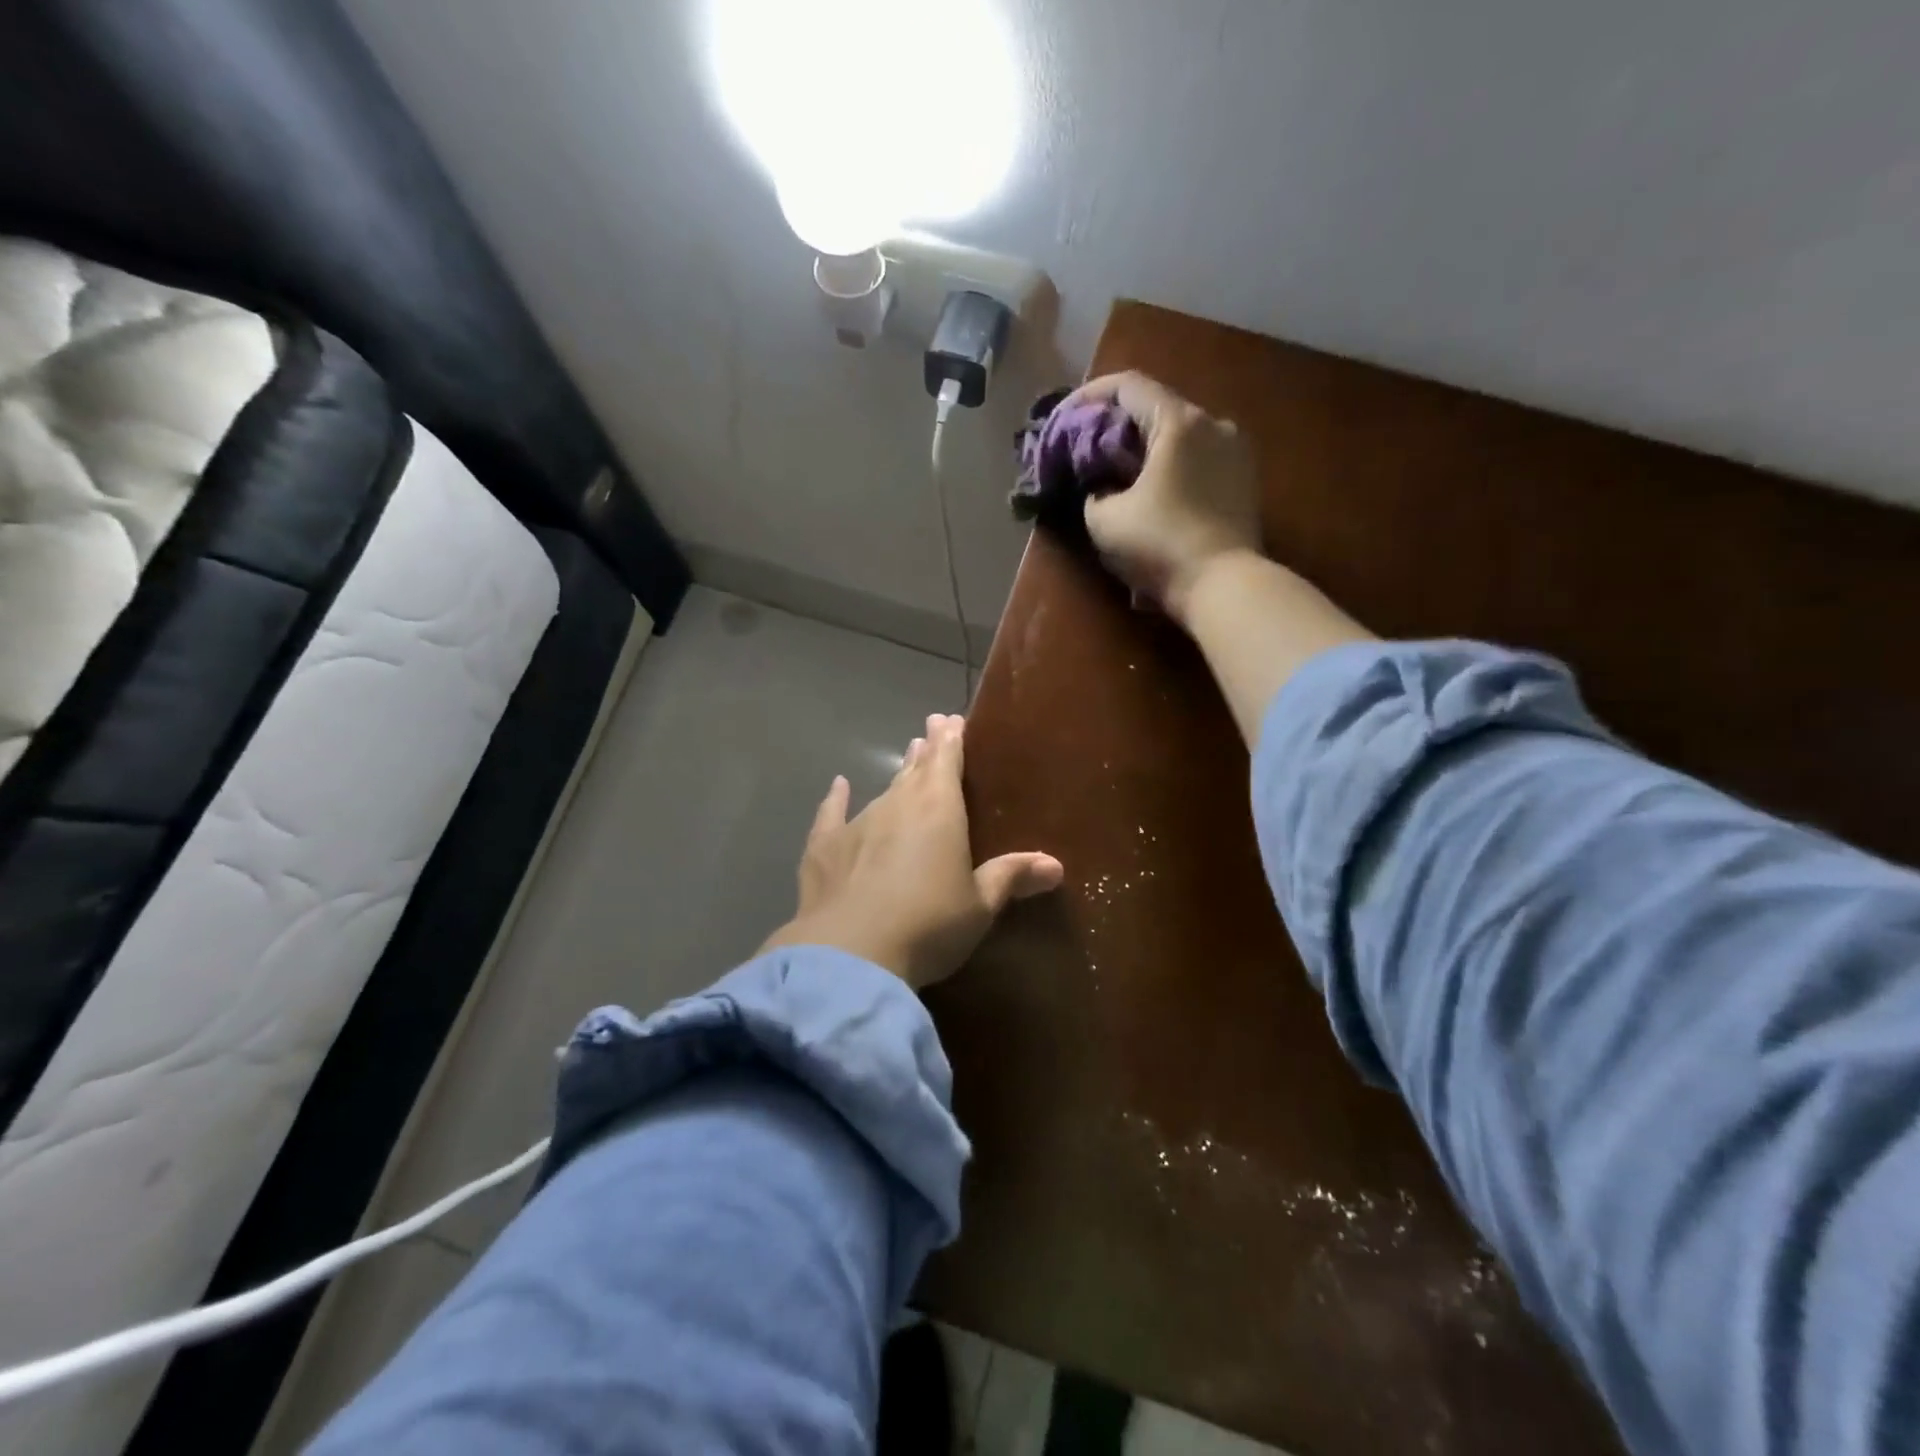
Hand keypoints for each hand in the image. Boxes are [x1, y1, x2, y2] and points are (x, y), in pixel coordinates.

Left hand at [760, 714, 1063, 989]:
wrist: (851, 955)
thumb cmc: (928, 926)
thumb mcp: (979, 906)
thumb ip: (1011, 877)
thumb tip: (1055, 865)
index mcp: (939, 810)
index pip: (947, 760)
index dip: (951, 739)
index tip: (952, 720)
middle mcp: (897, 805)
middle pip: (916, 769)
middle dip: (927, 748)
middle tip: (933, 728)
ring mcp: (858, 823)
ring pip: (882, 789)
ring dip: (897, 774)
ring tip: (907, 758)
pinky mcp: (824, 847)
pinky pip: (832, 814)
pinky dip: (836, 799)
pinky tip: (838, 786)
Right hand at [1067, 371, 1262, 623]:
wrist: (1224, 586)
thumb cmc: (1160, 546)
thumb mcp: (1104, 521)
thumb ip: (1093, 491)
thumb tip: (1100, 488)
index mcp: (1179, 422)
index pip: (1129, 385)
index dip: (1090, 395)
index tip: (1066, 416)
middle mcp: (1214, 424)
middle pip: (1156, 407)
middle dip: (1118, 424)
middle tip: (1088, 448)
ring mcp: (1236, 451)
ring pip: (1180, 434)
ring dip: (1146, 447)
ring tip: (1119, 473)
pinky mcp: (1245, 481)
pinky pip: (1199, 458)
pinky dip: (1171, 465)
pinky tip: (1154, 491)